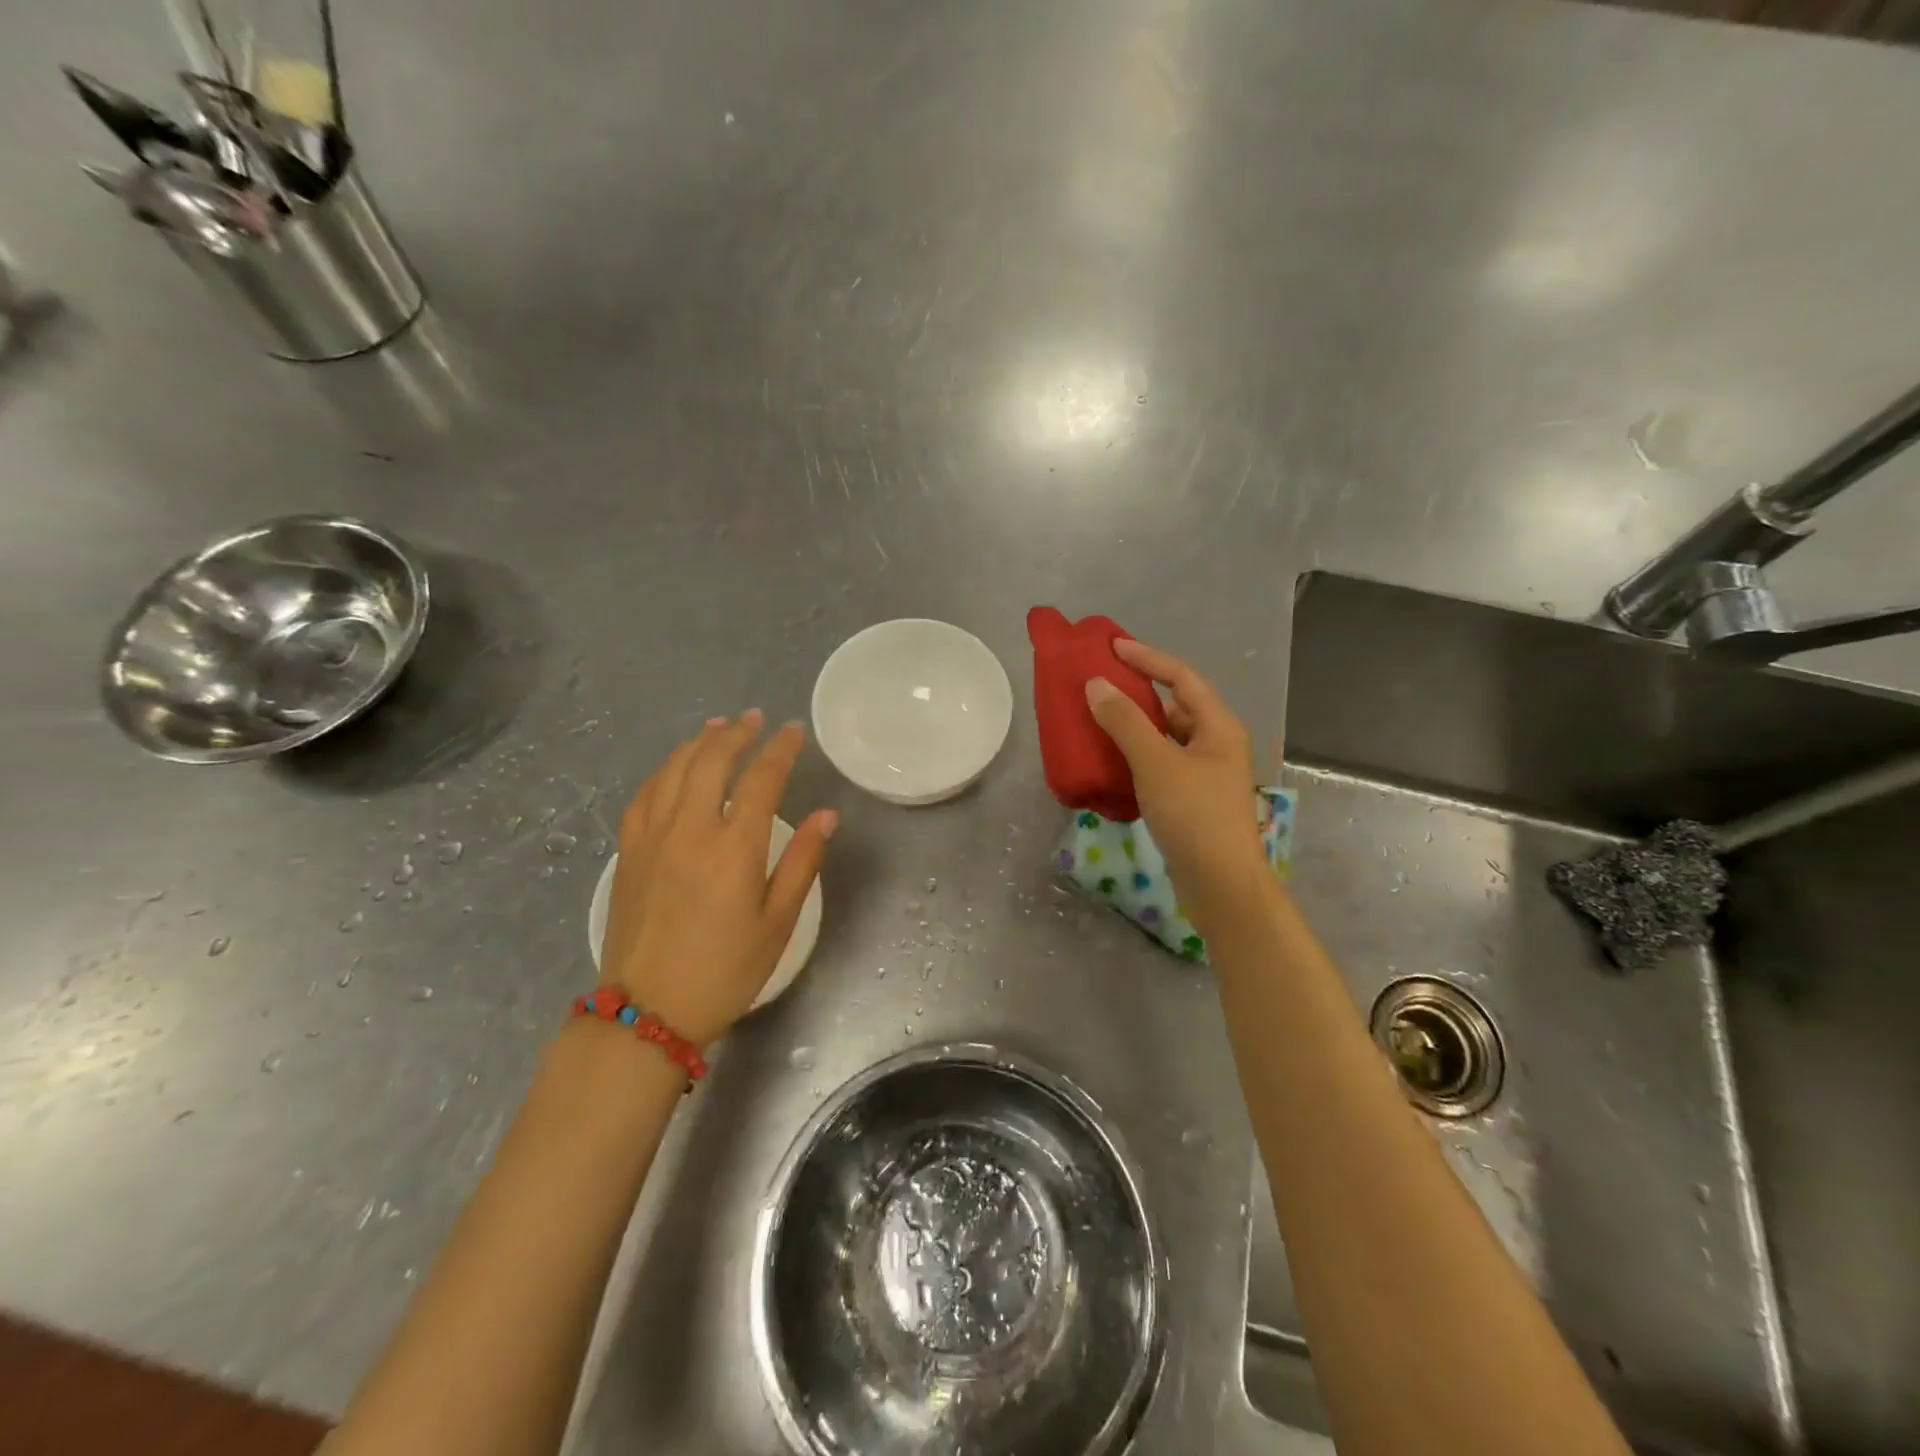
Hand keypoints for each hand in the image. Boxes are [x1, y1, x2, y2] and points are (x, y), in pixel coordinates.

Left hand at [601, 711, 837, 1046]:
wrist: (648, 1011)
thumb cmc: (725, 970)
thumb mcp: (778, 923)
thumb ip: (802, 862)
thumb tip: (826, 814)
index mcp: (734, 848)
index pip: (761, 778)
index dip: (780, 749)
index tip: (794, 732)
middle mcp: (689, 830)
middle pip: (711, 760)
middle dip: (737, 732)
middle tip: (755, 718)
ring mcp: (652, 837)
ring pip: (674, 770)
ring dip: (698, 742)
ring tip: (717, 726)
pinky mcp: (628, 852)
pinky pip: (644, 794)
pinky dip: (664, 770)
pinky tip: (675, 767)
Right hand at [1085, 639, 1269, 926]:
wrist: (1220, 884)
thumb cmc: (1194, 816)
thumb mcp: (1156, 763)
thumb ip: (1125, 722)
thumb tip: (1096, 685)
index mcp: (1218, 727)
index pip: (1182, 677)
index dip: (1148, 658)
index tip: (1112, 647)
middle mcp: (1216, 744)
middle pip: (1174, 707)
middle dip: (1138, 694)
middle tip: (1099, 685)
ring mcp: (1205, 774)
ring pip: (1165, 738)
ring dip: (1134, 728)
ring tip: (1097, 720)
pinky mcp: (1191, 800)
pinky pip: (1159, 765)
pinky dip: (1135, 757)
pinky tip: (1110, 762)